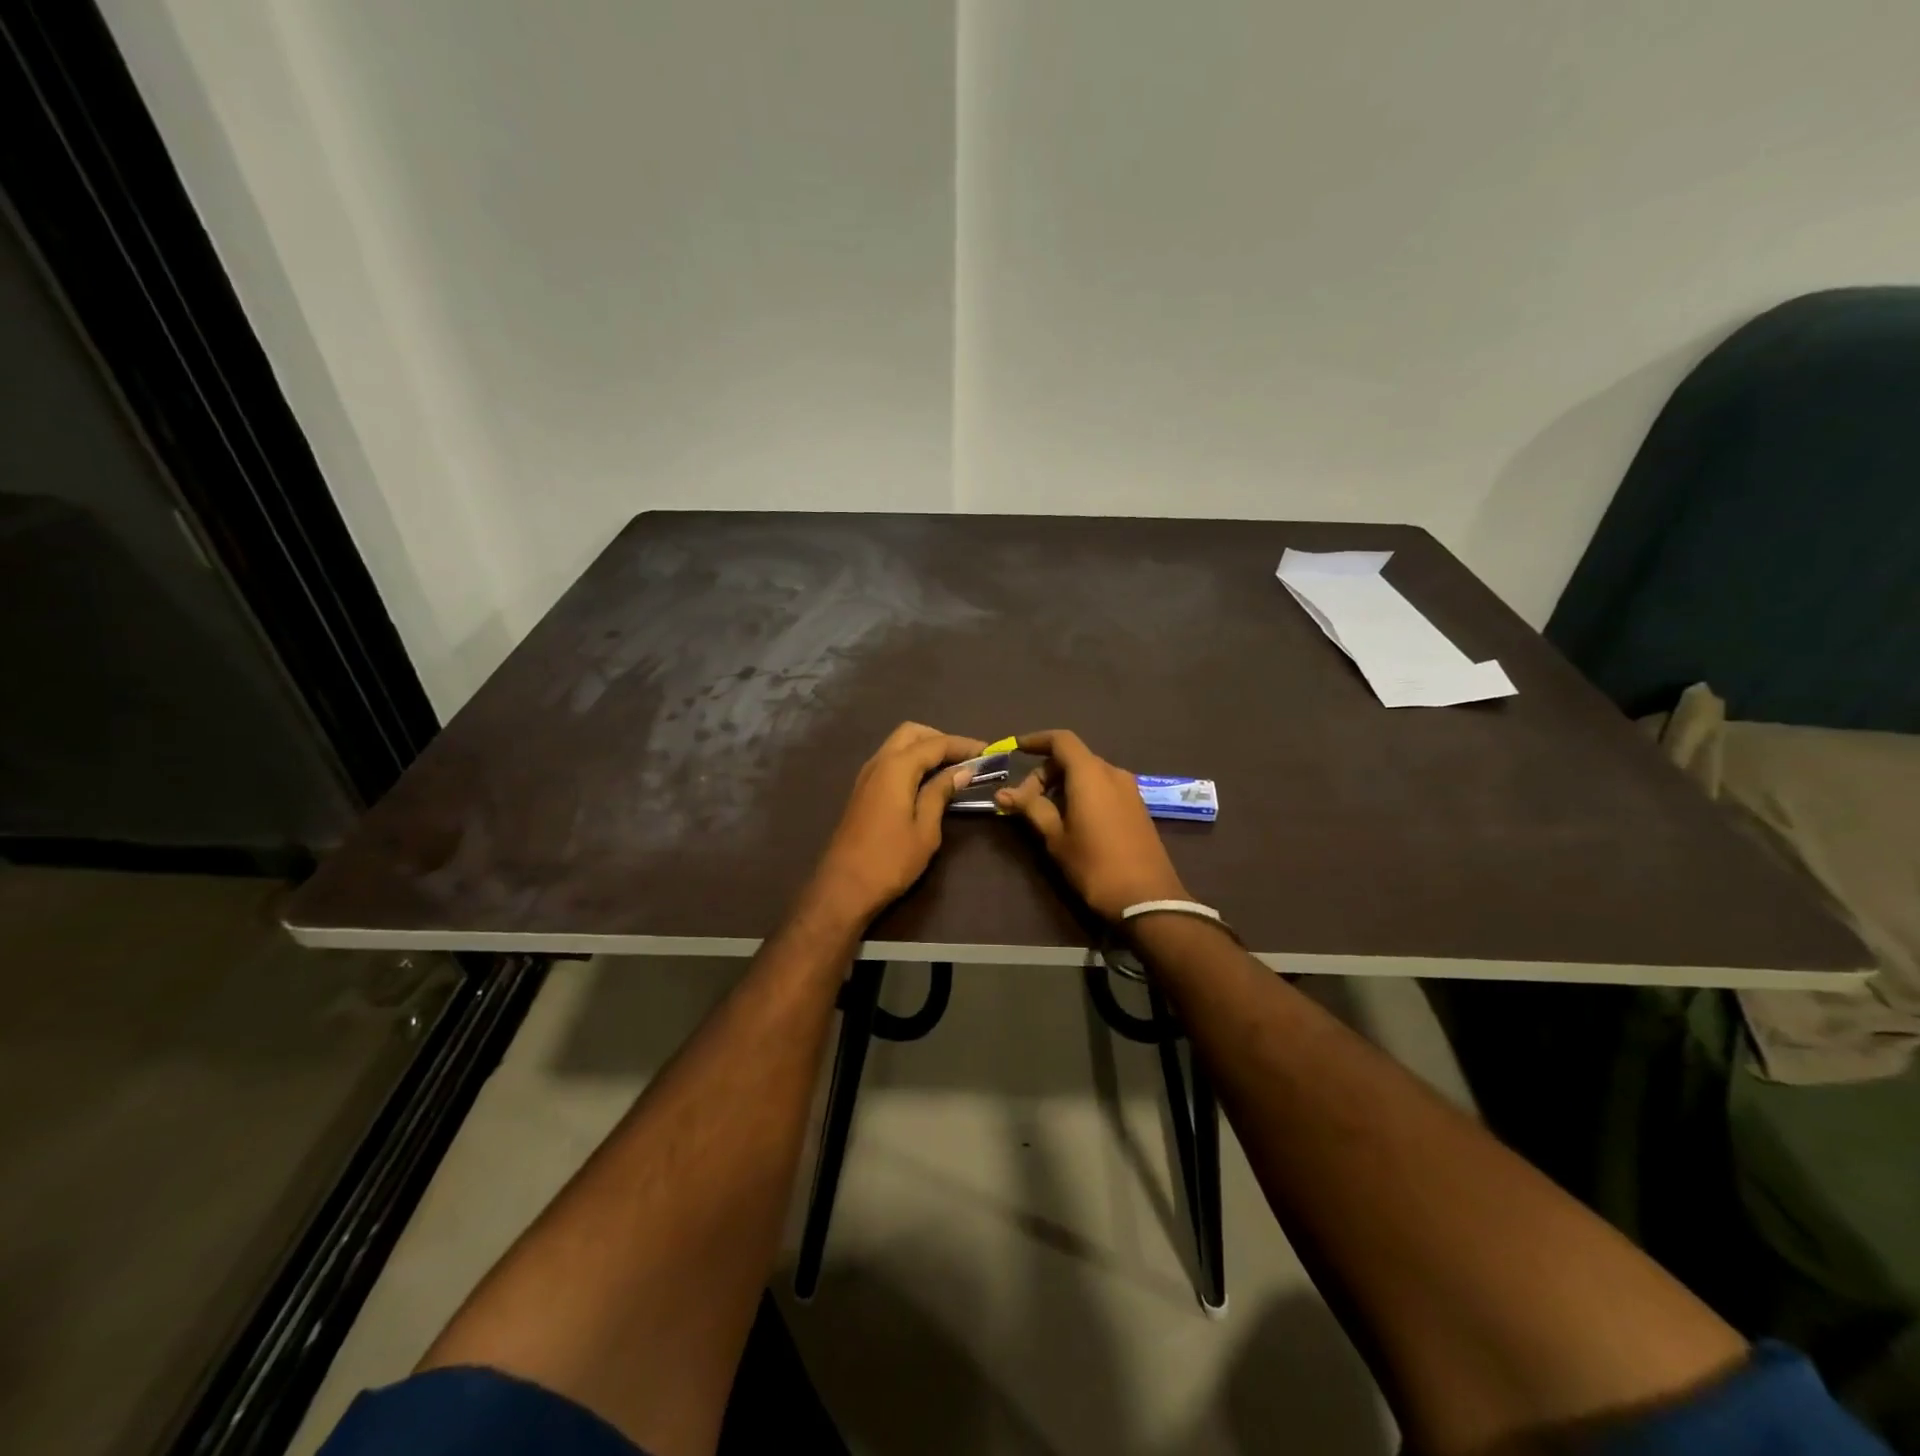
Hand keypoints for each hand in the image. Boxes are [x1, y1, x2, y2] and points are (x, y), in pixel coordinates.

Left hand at [801, 723, 985, 927]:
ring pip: (898, 745)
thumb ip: (940, 793)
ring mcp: (866, 776)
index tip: (988, 751)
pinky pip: (890, 761)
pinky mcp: (862, 791)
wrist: (843, 888)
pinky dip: (911, 761)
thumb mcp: (925, 829)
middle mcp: (878, 762)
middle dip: (940, 739)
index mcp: (896, 768)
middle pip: (912, 733)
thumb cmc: (890, 861)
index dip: (963, 745)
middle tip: (966, 758)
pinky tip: (927, 781)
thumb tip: (962, 770)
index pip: (935, 744)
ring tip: (951, 769)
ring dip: (924, 749)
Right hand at [994, 730, 1189, 920]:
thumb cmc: (1095, 865)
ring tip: (1045, 814)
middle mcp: (1112, 773)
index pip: (1061, 740)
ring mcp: (1129, 789)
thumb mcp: (1056, 837)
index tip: (1015, 749)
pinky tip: (1072, 820)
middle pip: (1073, 758)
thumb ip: (1030, 808)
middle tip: (1024, 802)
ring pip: (1089, 773)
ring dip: (1064, 784)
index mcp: (1090, 774)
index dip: (1036, 740)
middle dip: (1045, 773)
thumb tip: (1002, 793)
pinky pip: (1104, 787)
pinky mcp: (1137, 806)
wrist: (1147, 898)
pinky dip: (1083, 793)